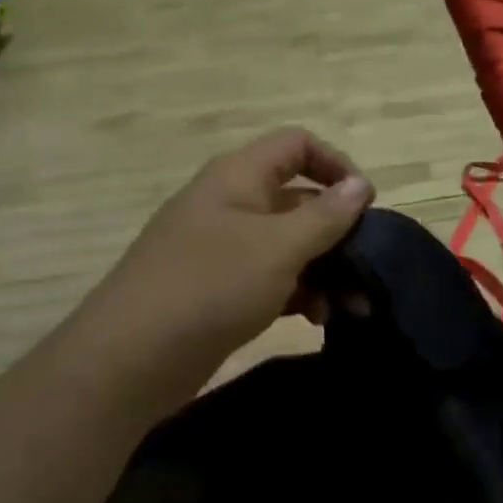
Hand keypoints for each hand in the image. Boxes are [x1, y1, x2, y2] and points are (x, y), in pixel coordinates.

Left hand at [86, 128, 373, 399]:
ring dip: (325, 270)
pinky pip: (270, 278)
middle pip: (298, 200)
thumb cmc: (212, 286)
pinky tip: (318, 319)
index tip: (366, 207)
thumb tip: (361, 184)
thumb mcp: (279, 247)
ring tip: (353, 308)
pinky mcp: (219, 289)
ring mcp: (222, 249)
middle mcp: (230, 204)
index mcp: (239, 177)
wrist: (133, 356)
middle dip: (339, 233)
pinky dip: (299, 292)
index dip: (336, 166)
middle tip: (369, 270)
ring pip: (288, 245)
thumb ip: (325, 216)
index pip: (297, 146)